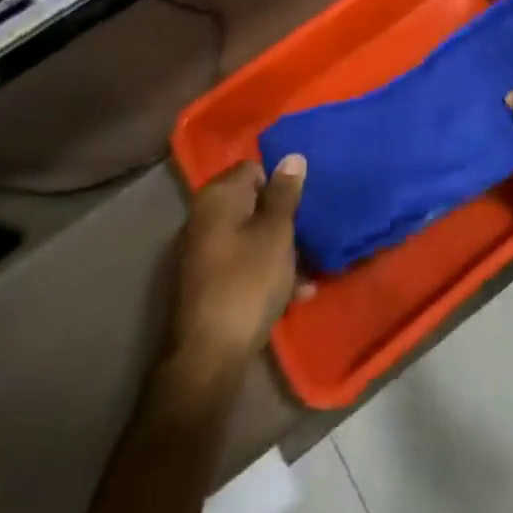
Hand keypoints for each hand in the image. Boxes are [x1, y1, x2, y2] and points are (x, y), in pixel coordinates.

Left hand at [165, 156, 306, 383]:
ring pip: (250, 235)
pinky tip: (294, 292)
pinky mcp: (207, 281)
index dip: (281, 183)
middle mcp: (204, 217)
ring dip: (279, 248)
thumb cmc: (248, 281)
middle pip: (252, 203)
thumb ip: (285, 193)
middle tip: (309, 233)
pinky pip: (243, 262)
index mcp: (218, 197)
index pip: (254, 168)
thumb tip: (291, 157)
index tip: (303, 203)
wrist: (209, 355)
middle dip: (283, 218)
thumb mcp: (276, 233)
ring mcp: (203, 250)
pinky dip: (266, 270)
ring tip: (308, 269)